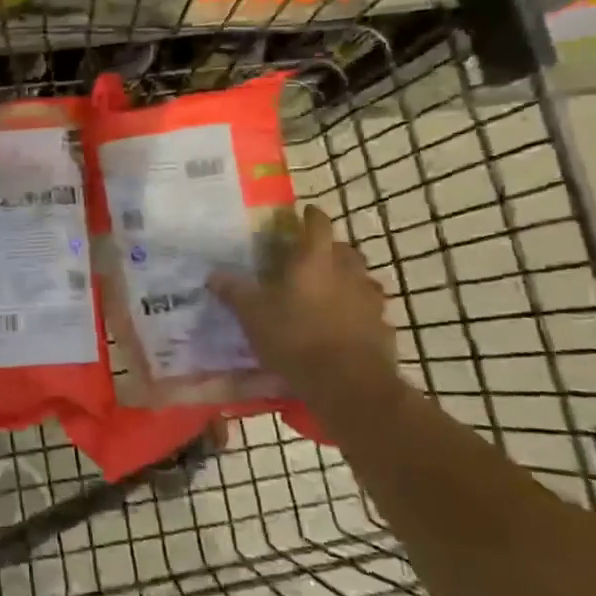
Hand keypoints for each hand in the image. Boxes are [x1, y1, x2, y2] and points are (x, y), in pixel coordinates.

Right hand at [209, 204, 395, 396]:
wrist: (348, 384)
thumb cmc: (295, 338)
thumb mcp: (253, 315)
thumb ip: (234, 292)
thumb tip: (213, 274)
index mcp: (315, 261)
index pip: (318, 226)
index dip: (311, 216)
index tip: (305, 211)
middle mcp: (348, 273)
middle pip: (345, 250)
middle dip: (331, 249)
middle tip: (312, 256)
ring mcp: (370, 301)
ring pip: (360, 279)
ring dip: (347, 279)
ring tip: (329, 290)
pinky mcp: (382, 328)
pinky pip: (369, 310)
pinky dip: (357, 310)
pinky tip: (344, 323)